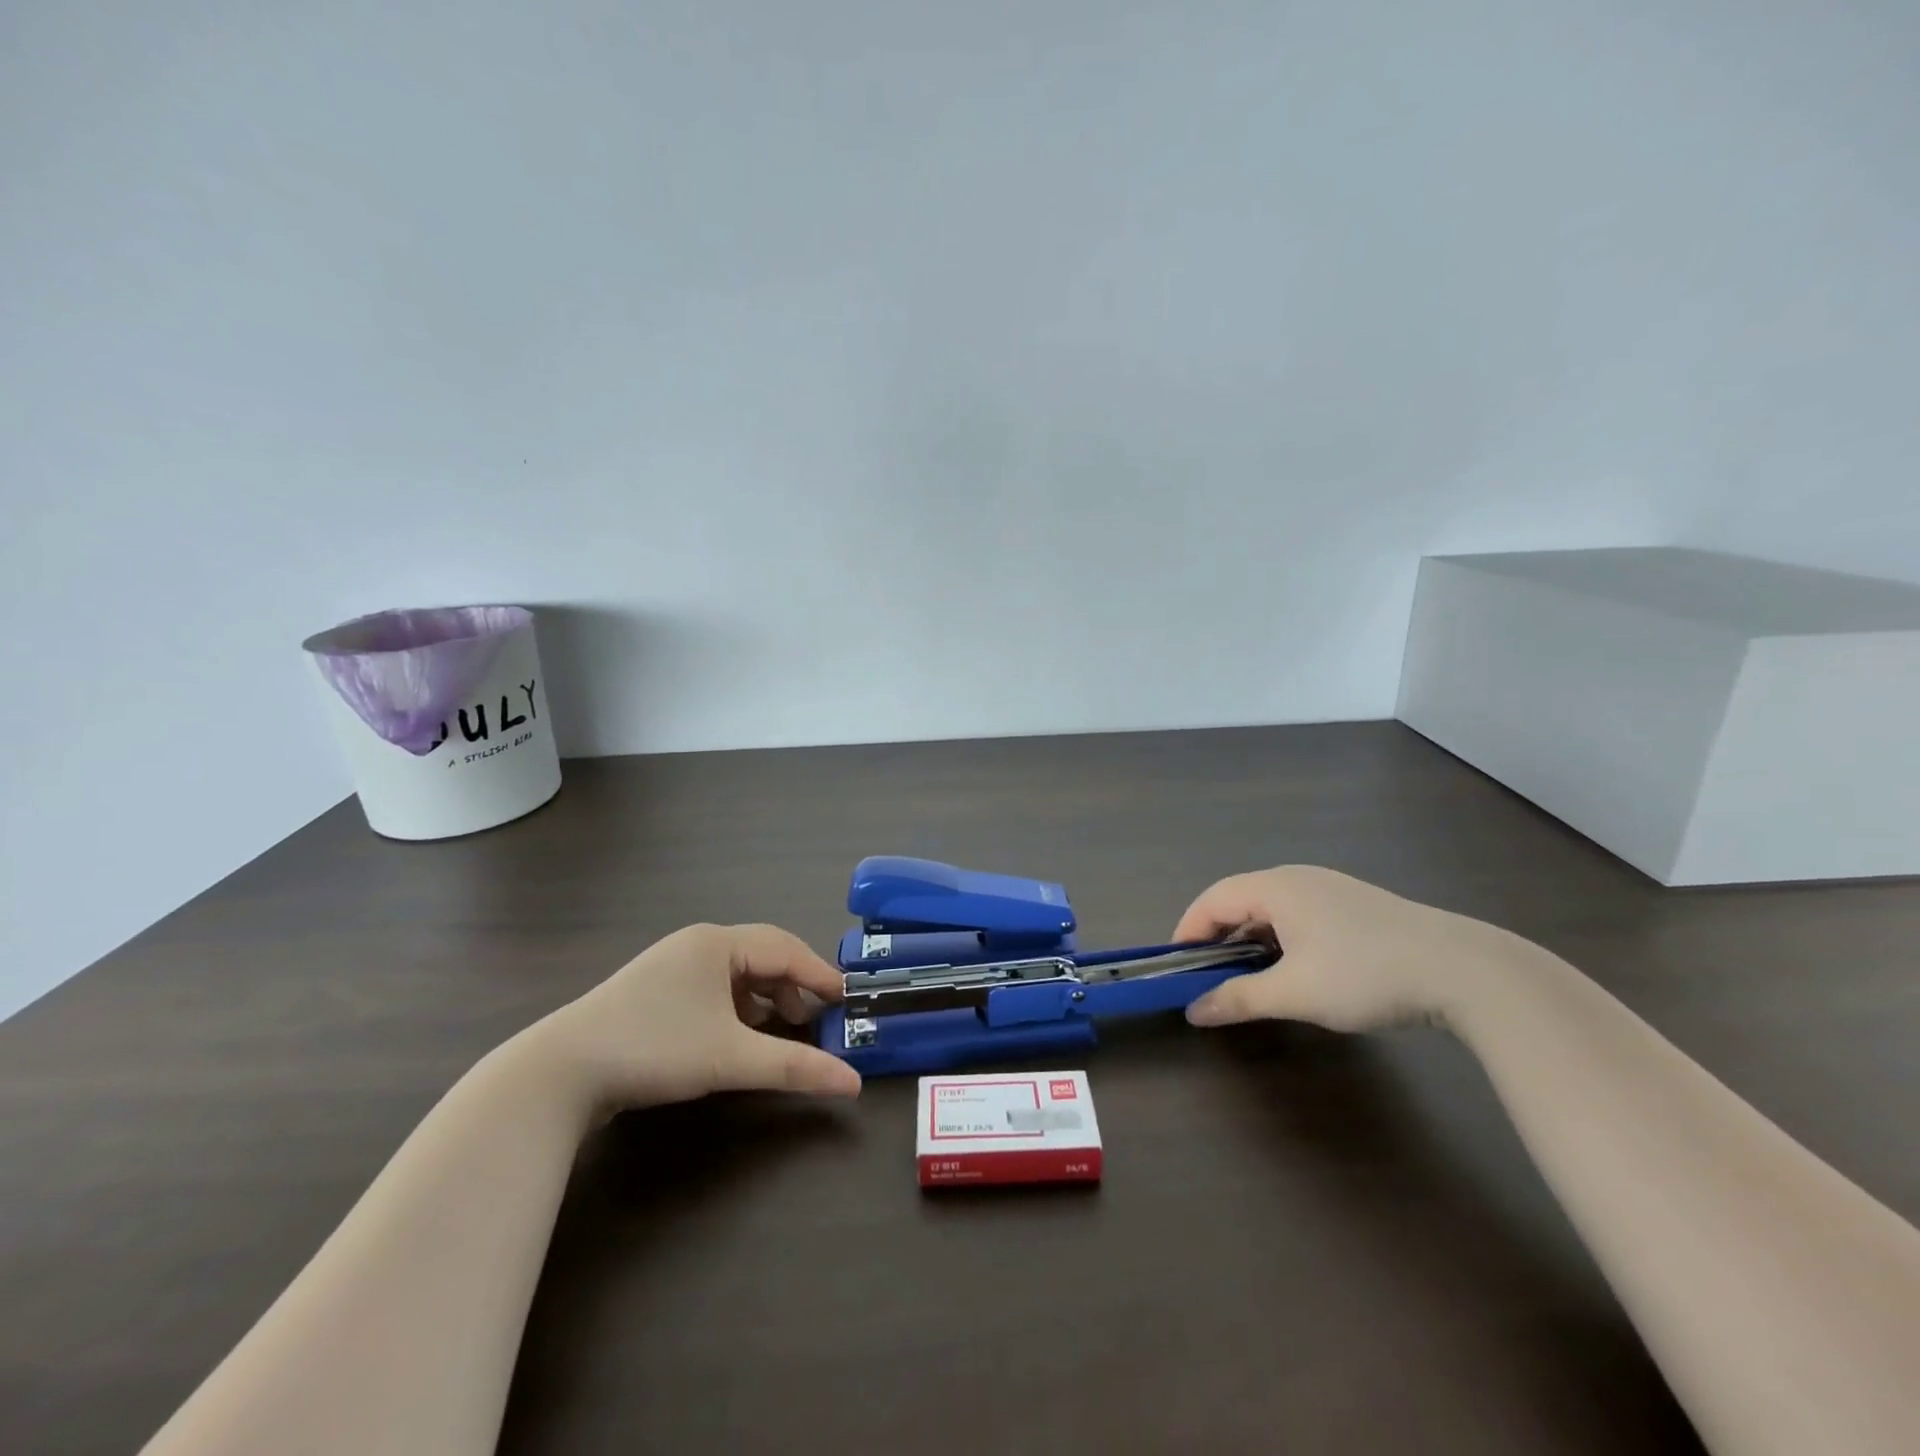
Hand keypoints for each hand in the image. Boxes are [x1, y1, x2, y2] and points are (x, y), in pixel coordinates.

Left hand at [527, 923, 861, 1112]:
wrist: (557, 1074)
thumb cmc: (654, 1049)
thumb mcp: (731, 1058)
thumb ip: (795, 1066)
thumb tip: (853, 1083)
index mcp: (716, 943)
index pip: (785, 948)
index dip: (819, 974)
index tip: (847, 999)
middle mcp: (695, 945)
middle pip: (762, 956)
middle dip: (794, 986)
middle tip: (817, 1018)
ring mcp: (670, 968)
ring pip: (736, 974)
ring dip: (766, 998)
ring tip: (784, 1028)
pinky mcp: (653, 994)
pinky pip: (712, 990)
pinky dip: (737, 1009)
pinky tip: (740, 1035)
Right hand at [1172, 866, 1522, 1032]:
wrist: (1463, 970)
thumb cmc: (1366, 974)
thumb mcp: (1295, 993)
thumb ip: (1239, 998)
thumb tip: (1194, 1010)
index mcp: (1275, 887)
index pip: (1213, 899)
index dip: (1188, 931)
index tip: (1176, 966)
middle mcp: (1297, 878)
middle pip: (1239, 900)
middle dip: (1217, 937)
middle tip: (1207, 976)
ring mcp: (1329, 888)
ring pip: (1270, 909)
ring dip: (1249, 940)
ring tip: (1247, 977)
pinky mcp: (1354, 905)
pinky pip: (1298, 915)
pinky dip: (1279, 939)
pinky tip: (1293, 969)